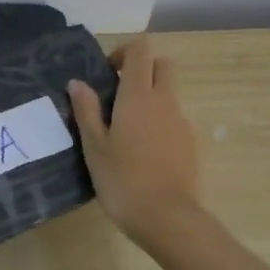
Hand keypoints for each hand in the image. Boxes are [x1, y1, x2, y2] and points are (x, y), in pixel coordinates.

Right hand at [68, 36, 203, 240]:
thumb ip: (86, 110)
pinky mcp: (191, 144)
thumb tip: (77, 82)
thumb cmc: (123, 179)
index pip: (140, 50)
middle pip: (163, 65)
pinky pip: (174, 120)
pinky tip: (143, 153)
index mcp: (138, 96)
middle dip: (143, 70)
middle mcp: (165, 101)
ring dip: (151, 99)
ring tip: (126, 131)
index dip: (124, 52)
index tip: (107, 74)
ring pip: (170, 94)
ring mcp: (182, 122)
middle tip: (119, 95)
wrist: (168, 218)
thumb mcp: (94, 146)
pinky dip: (160, 124)